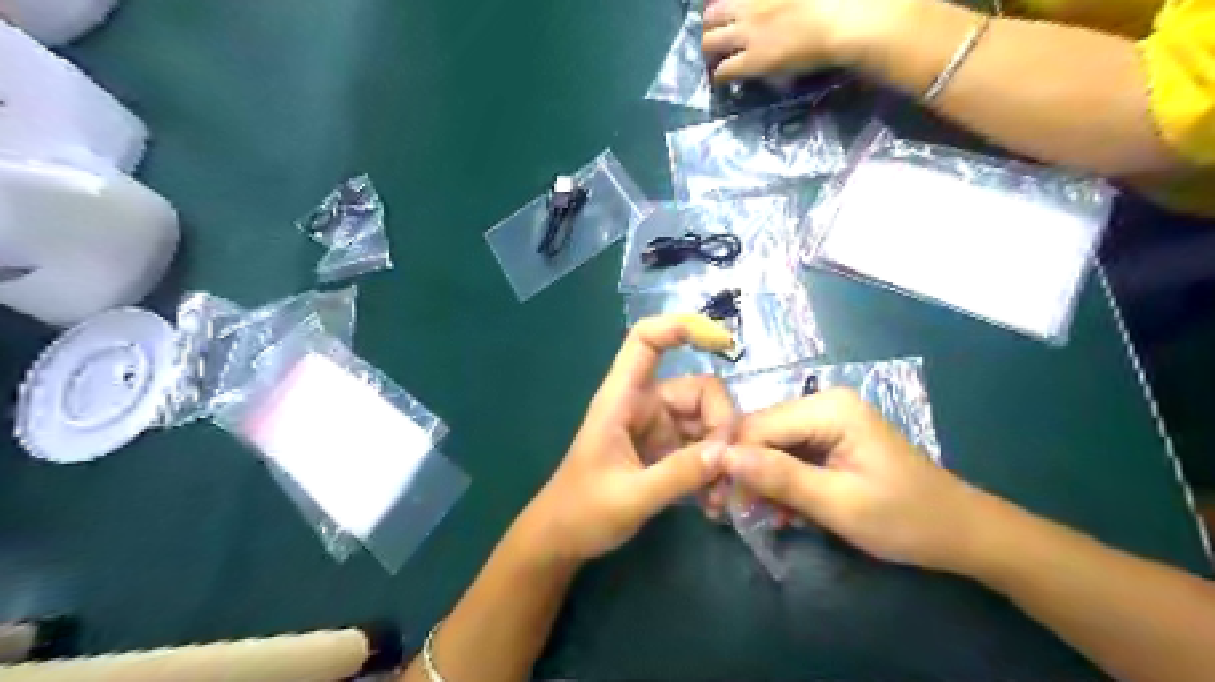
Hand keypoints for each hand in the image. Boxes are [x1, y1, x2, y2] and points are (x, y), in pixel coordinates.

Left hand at [517, 316, 735, 560]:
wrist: (561, 539)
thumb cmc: (582, 512)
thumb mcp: (631, 497)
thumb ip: (678, 475)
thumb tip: (726, 452)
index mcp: (621, 399)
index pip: (644, 341)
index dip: (678, 327)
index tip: (721, 340)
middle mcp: (643, 404)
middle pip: (698, 389)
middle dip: (720, 423)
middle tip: (726, 466)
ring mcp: (656, 426)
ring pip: (705, 420)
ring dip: (720, 452)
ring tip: (720, 494)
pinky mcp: (665, 449)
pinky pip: (701, 445)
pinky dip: (712, 466)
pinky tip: (713, 499)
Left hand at [702, 0, 910, 82]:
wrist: (844, 20)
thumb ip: (783, 1)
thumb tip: (783, 10)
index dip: (726, 4)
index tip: (729, 10)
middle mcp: (750, 5)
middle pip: (712, 13)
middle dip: (710, 25)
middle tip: (717, 36)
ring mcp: (748, 33)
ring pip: (710, 42)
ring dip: (710, 51)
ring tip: (715, 59)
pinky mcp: (752, 61)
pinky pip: (724, 70)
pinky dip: (719, 76)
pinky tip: (723, 80)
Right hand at [721, 386, 986, 572]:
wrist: (960, 532)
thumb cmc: (905, 518)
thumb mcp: (839, 504)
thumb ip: (780, 477)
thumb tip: (723, 458)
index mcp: (828, 408)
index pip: (758, 426)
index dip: (733, 461)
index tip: (717, 503)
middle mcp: (823, 403)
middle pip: (762, 433)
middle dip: (745, 472)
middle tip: (731, 514)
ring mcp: (827, 419)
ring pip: (771, 445)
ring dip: (761, 481)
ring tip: (756, 517)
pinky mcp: (829, 437)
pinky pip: (789, 454)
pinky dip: (780, 482)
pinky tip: (781, 511)